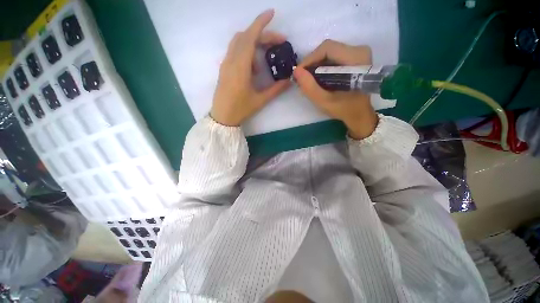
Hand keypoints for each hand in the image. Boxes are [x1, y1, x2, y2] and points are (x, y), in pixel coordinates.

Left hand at [210, 9, 290, 126]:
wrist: (222, 117)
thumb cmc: (240, 110)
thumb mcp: (260, 100)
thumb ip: (275, 89)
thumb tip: (289, 81)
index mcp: (240, 67)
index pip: (250, 37)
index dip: (261, 23)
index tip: (272, 13)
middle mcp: (231, 61)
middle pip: (246, 37)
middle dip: (263, 35)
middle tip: (278, 43)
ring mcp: (226, 64)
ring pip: (239, 42)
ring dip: (253, 43)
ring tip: (264, 60)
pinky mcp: (224, 68)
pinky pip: (235, 52)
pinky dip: (246, 52)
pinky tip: (253, 67)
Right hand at [293, 40, 377, 139]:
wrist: (359, 114)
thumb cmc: (344, 109)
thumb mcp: (324, 101)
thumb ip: (310, 87)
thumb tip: (296, 71)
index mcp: (356, 59)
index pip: (327, 49)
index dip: (309, 59)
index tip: (299, 73)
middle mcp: (359, 50)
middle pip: (328, 49)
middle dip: (311, 63)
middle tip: (302, 78)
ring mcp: (358, 53)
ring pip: (329, 52)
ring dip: (315, 65)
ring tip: (308, 79)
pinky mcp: (354, 58)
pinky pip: (333, 57)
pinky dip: (322, 67)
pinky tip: (317, 78)